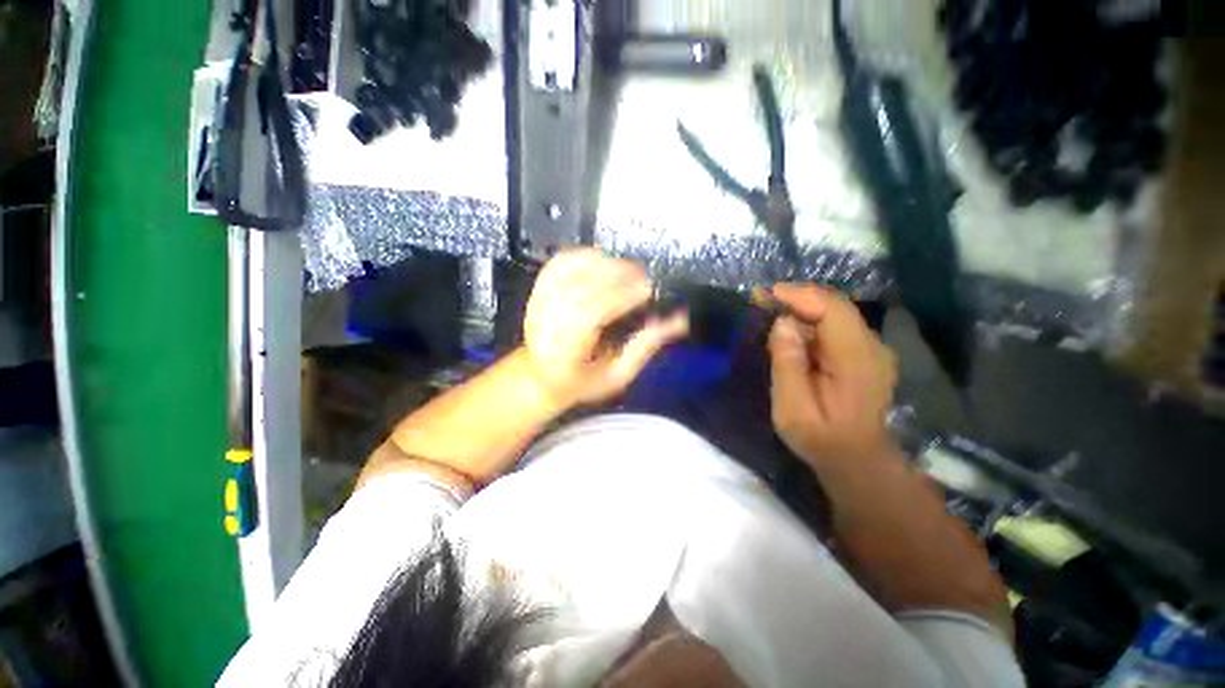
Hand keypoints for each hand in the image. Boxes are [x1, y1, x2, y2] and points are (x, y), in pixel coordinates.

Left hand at [522, 249, 687, 407]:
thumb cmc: (581, 382)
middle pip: (581, 286)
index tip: (648, 289)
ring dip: (601, 262)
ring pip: (569, 270)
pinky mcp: (537, 291)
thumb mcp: (617, 376)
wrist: (539, 377)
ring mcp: (538, 303)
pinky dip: (582, 255)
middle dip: (616, 275)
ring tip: (626, 267)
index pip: (591, 313)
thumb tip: (678, 320)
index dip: (621, 295)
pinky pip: (558, 264)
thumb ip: (644, 347)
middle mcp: (547, 322)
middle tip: (643, 276)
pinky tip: (603, 258)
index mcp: (564, 350)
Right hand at [767, 284, 898, 465]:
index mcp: (856, 361)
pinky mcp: (865, 353)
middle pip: (835, 306)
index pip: (833, 310)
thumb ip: (787, 365)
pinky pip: (836, 326)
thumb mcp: (793, 409)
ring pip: (836, 313)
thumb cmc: (820, 439)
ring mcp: (872, 350)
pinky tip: (790, 330)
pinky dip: (811, 321)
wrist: (857, 460)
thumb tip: (782, 323)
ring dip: (802, 308)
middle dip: (797, 298)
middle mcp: (871, 347)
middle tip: (762, 300)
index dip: (800, 296)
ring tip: (771, 311)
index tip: (767, 294)